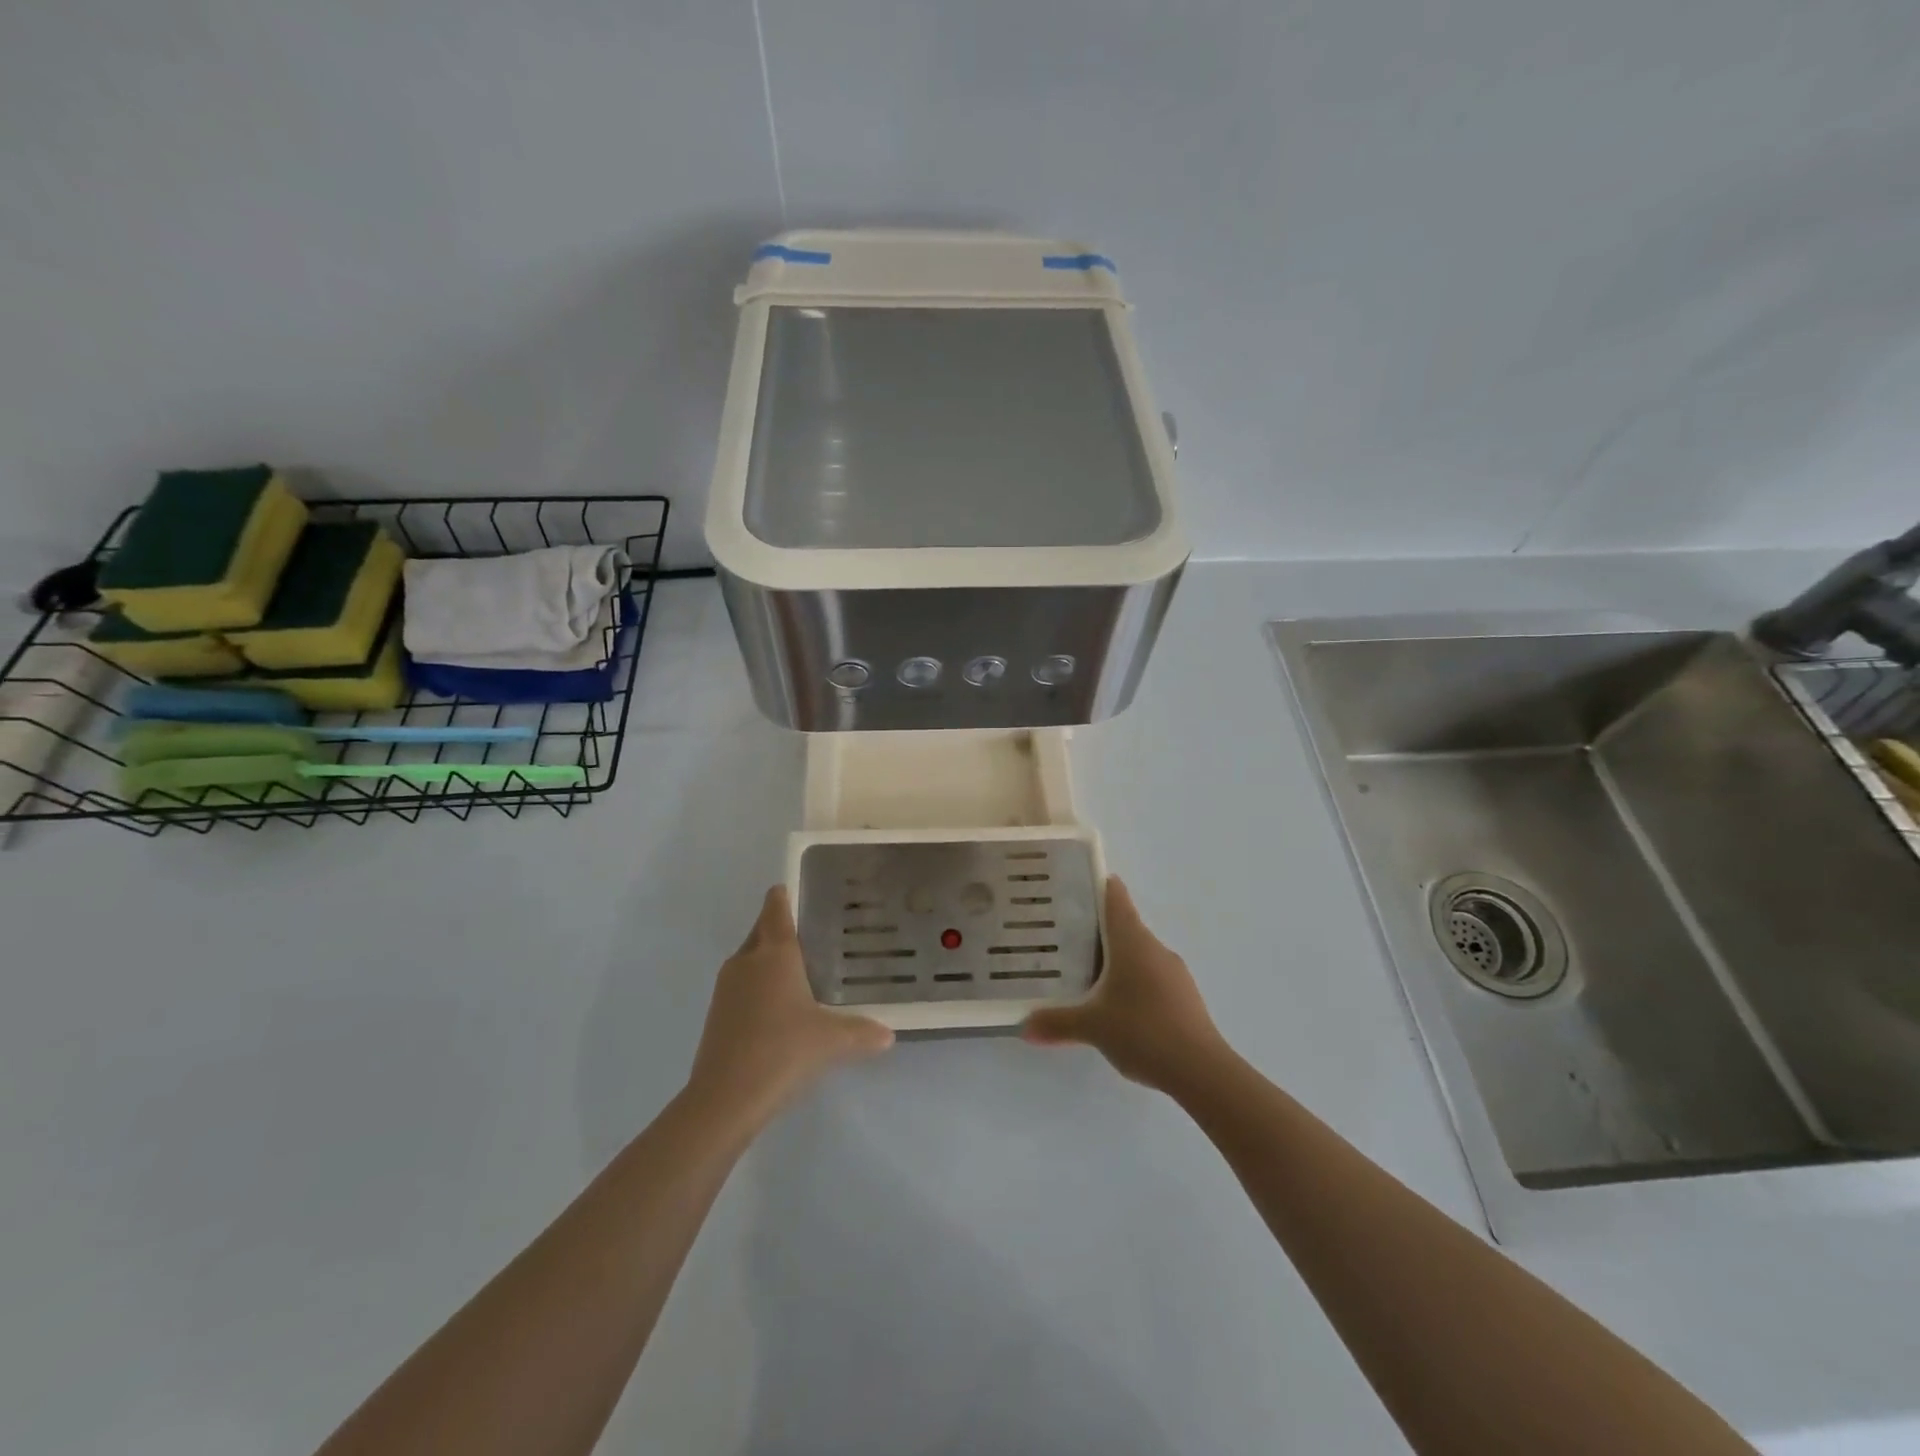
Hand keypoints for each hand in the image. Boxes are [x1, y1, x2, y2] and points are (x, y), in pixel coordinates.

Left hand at [686, 886, 893, 1127]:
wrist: (724, 1099)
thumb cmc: (782, 1051)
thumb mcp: (831, 1041)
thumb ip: (862, 1032)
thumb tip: (889, 1035)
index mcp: (774, 954)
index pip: (776, 908)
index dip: (785, 894)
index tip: (799, 889)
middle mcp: (746, 961)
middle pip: (761, 930)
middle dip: (780, 926)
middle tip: (813, 932)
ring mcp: (726, 988)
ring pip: (750, 959)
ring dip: (768, 959)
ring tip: (800, 970)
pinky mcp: (717, 1015)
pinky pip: (742, 986)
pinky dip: (758, 986)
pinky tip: (779, 1008)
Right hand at [1022, 877, 1224, 1093]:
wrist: (1201, 1071)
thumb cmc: (1142, 1031)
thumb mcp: (1092, 1027)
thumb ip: (1057, 1023)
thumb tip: (1023, 1026)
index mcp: (1132, 941)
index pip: (1116, 898)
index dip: (1098, 886)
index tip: (1076, 884)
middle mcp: (1155, 948)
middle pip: (1124, 927)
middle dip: (1097, 930)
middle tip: (1064, 936)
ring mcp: (1174, 973)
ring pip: (1138, 955)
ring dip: (1115, 960)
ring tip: (1085, 974)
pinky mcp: (1184, 998)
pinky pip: (1152, 978)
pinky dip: (1132, 983)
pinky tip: (1117, 1007)